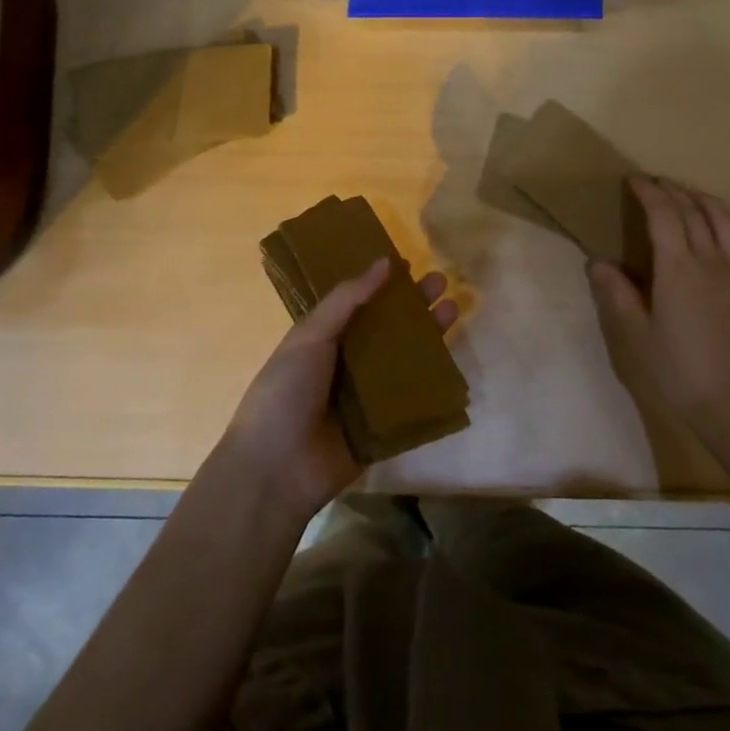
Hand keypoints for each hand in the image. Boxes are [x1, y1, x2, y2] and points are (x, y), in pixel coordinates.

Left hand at [220, 258, 458, 523]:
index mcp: (324, 339)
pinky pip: (412, 403)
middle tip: (442, 283)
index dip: (384, 285)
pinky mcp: (383, 429)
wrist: (275, 469)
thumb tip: (385, 262)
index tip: (411, 264)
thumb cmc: (286, 392)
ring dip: (428, 338)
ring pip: (405, 362)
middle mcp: (347, 364)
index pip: (361, 304)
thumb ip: (347, 299)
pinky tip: (454, 364)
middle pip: (388, 330)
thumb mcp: (311, 336)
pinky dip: (431, 385)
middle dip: (414, 306)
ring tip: (453, 310)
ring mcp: (367, 398)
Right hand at [587, 177, 729, 439]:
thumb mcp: (636, 337)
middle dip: (673, 191)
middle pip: (694, 212)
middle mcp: (712, 261)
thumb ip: (617, 295)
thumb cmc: (679, 371)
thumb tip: (598, 263)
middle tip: (655, 183)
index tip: (635, 180)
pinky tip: (726, 227)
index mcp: (679, 270)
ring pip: (726, 221)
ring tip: (689, 195)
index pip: (664, 215)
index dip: (649, 193)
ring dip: (704, 201)